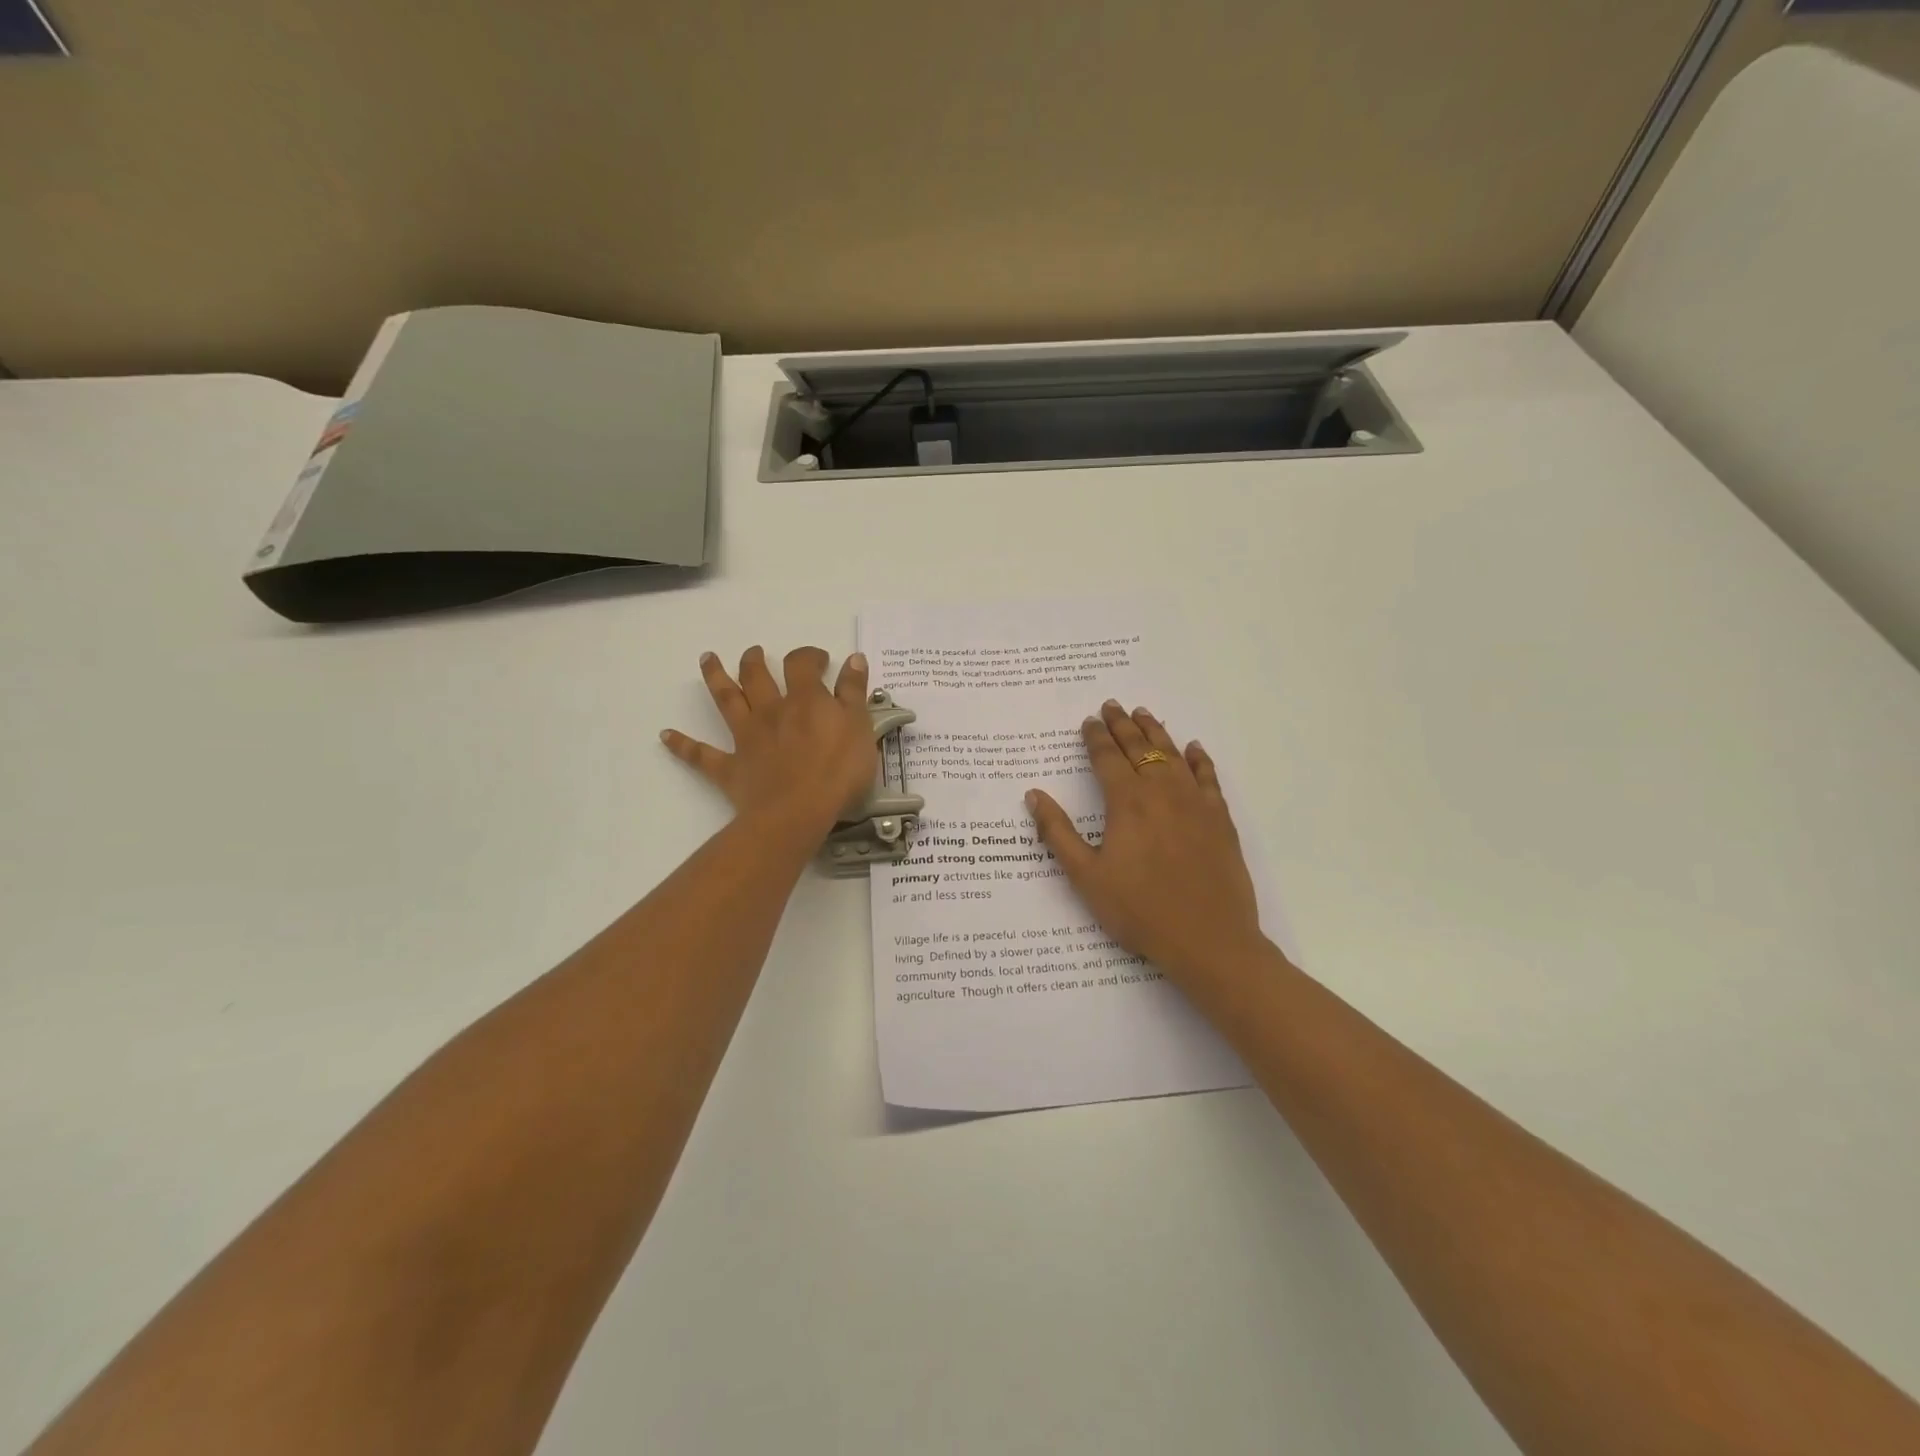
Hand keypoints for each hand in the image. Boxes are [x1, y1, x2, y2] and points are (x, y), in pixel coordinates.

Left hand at [661, 646, 876, 836]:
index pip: (802, 665)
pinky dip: (682, 745)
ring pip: (727, 701)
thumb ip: (854, 692)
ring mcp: (747, 738)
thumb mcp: (860, 727)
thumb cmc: (837, 771)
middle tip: (754, 653)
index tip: (820, 660)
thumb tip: (853, 659)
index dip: (809, 657)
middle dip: (754, 660)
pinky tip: (665, 735)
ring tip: (707, 659)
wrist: (797, 812)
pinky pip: (701, 755)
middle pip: (756, 676)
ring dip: (715, 678)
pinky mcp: (730, 768)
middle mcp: (771, 711)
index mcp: (805, 700)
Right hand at [1026, 701, 1266, 986]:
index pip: (1107, 758)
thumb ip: (1058, 833)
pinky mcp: (1220, 818)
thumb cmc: (1139, 910)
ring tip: (1143, 714)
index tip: (1088, 721)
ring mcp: (1195, 802)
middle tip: (1112, 705)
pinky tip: (1194, 748)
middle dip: (1122, 725)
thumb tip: (1034, 795)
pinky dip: (1199, 759)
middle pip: (1140, 748)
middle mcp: (1161, 791)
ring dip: (1156, 732)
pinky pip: (1208, 777)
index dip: (1095, 737)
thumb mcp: (1086, 877)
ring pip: (1173, 755)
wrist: (1207, 938)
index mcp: (1126, 802)